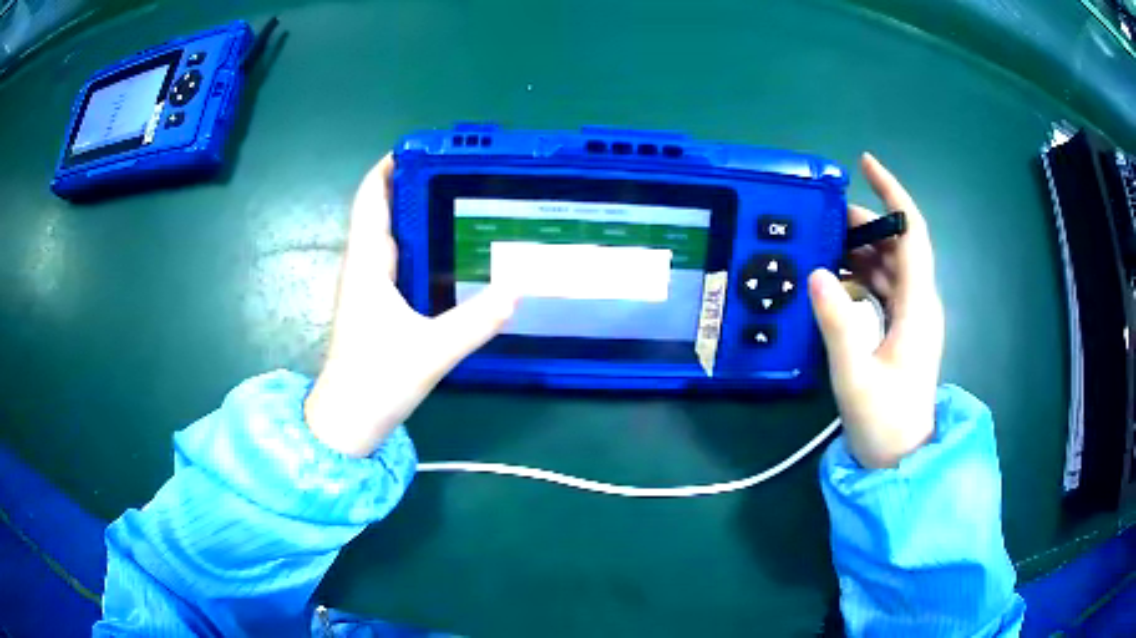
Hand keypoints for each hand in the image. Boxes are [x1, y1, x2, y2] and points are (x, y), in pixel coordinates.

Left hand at [304, 155, 517, 456]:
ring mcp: (365, 287)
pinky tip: (441, 250)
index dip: (388, 168)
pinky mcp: (372, 305)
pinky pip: (391, 259)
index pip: (371, 200)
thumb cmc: (376, 381)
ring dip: (412, 213)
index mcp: (367, 266)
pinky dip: (413, 242)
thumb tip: (518, 289)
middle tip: (454, 171)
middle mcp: (362, 268)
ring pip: (386, 235)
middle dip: (409, 185)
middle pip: (379, 211)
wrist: (347, 421)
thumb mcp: (432, 351)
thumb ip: (476, 321)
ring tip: (454, 199)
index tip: (421, 148)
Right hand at [808, 153, 944, 468]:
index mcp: (917, 306)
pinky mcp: (902, 329)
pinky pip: (883, 286)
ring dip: (861, 247)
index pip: (912, 233)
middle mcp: (920, 303)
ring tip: (824, 244)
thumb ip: (838, 325)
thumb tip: (816, 273)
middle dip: (867, 222)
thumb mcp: (855, 377)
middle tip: (825, 218)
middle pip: (899, 243)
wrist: (902, 458)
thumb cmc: (885, 422)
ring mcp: (912, 316)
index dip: (893, 194)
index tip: (865, 164)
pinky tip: (836, 278)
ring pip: (890, 263)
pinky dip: (861, 273)